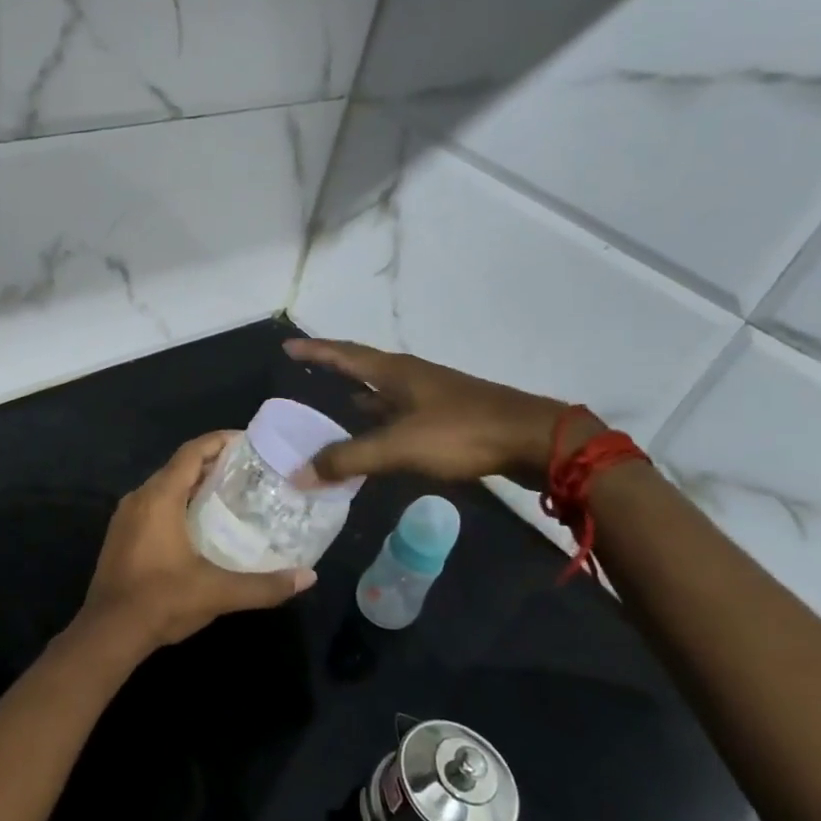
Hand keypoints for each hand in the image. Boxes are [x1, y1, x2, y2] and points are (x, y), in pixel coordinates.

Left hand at [76, 432, 315, 654]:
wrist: (108, 633)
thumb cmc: (161, 601)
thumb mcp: (218, 593)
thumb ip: (265, 585)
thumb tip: (309, 577)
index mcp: (159, 498)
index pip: (191, 453)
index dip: (219, 442)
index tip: (249, 442)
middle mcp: (139, 498)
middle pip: (179, 467)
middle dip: (212, 464)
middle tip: (249, 472)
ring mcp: (126, 517)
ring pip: (164, 487)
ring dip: (194, 485)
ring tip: (230, 495)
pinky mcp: (121, 536)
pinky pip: (154, 505)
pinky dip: (178, 503)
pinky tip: (200, 524)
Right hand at [284, 338, 596, 487]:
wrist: (533, 440)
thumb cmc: (461, 432)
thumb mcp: (398, 447)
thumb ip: (349, 459)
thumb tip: (299, 473)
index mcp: (395, 372)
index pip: (344, 354)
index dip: (315, 351)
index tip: (288, 347)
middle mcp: (410, 377)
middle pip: (362, 368)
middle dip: (334, 371)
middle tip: (306, 377)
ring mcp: (432, 396)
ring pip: (383, 393)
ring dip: (358, 399)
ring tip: (332, 409)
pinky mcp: (447, 417)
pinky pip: (400, 414)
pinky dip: (380, 422)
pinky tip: (377, 438)